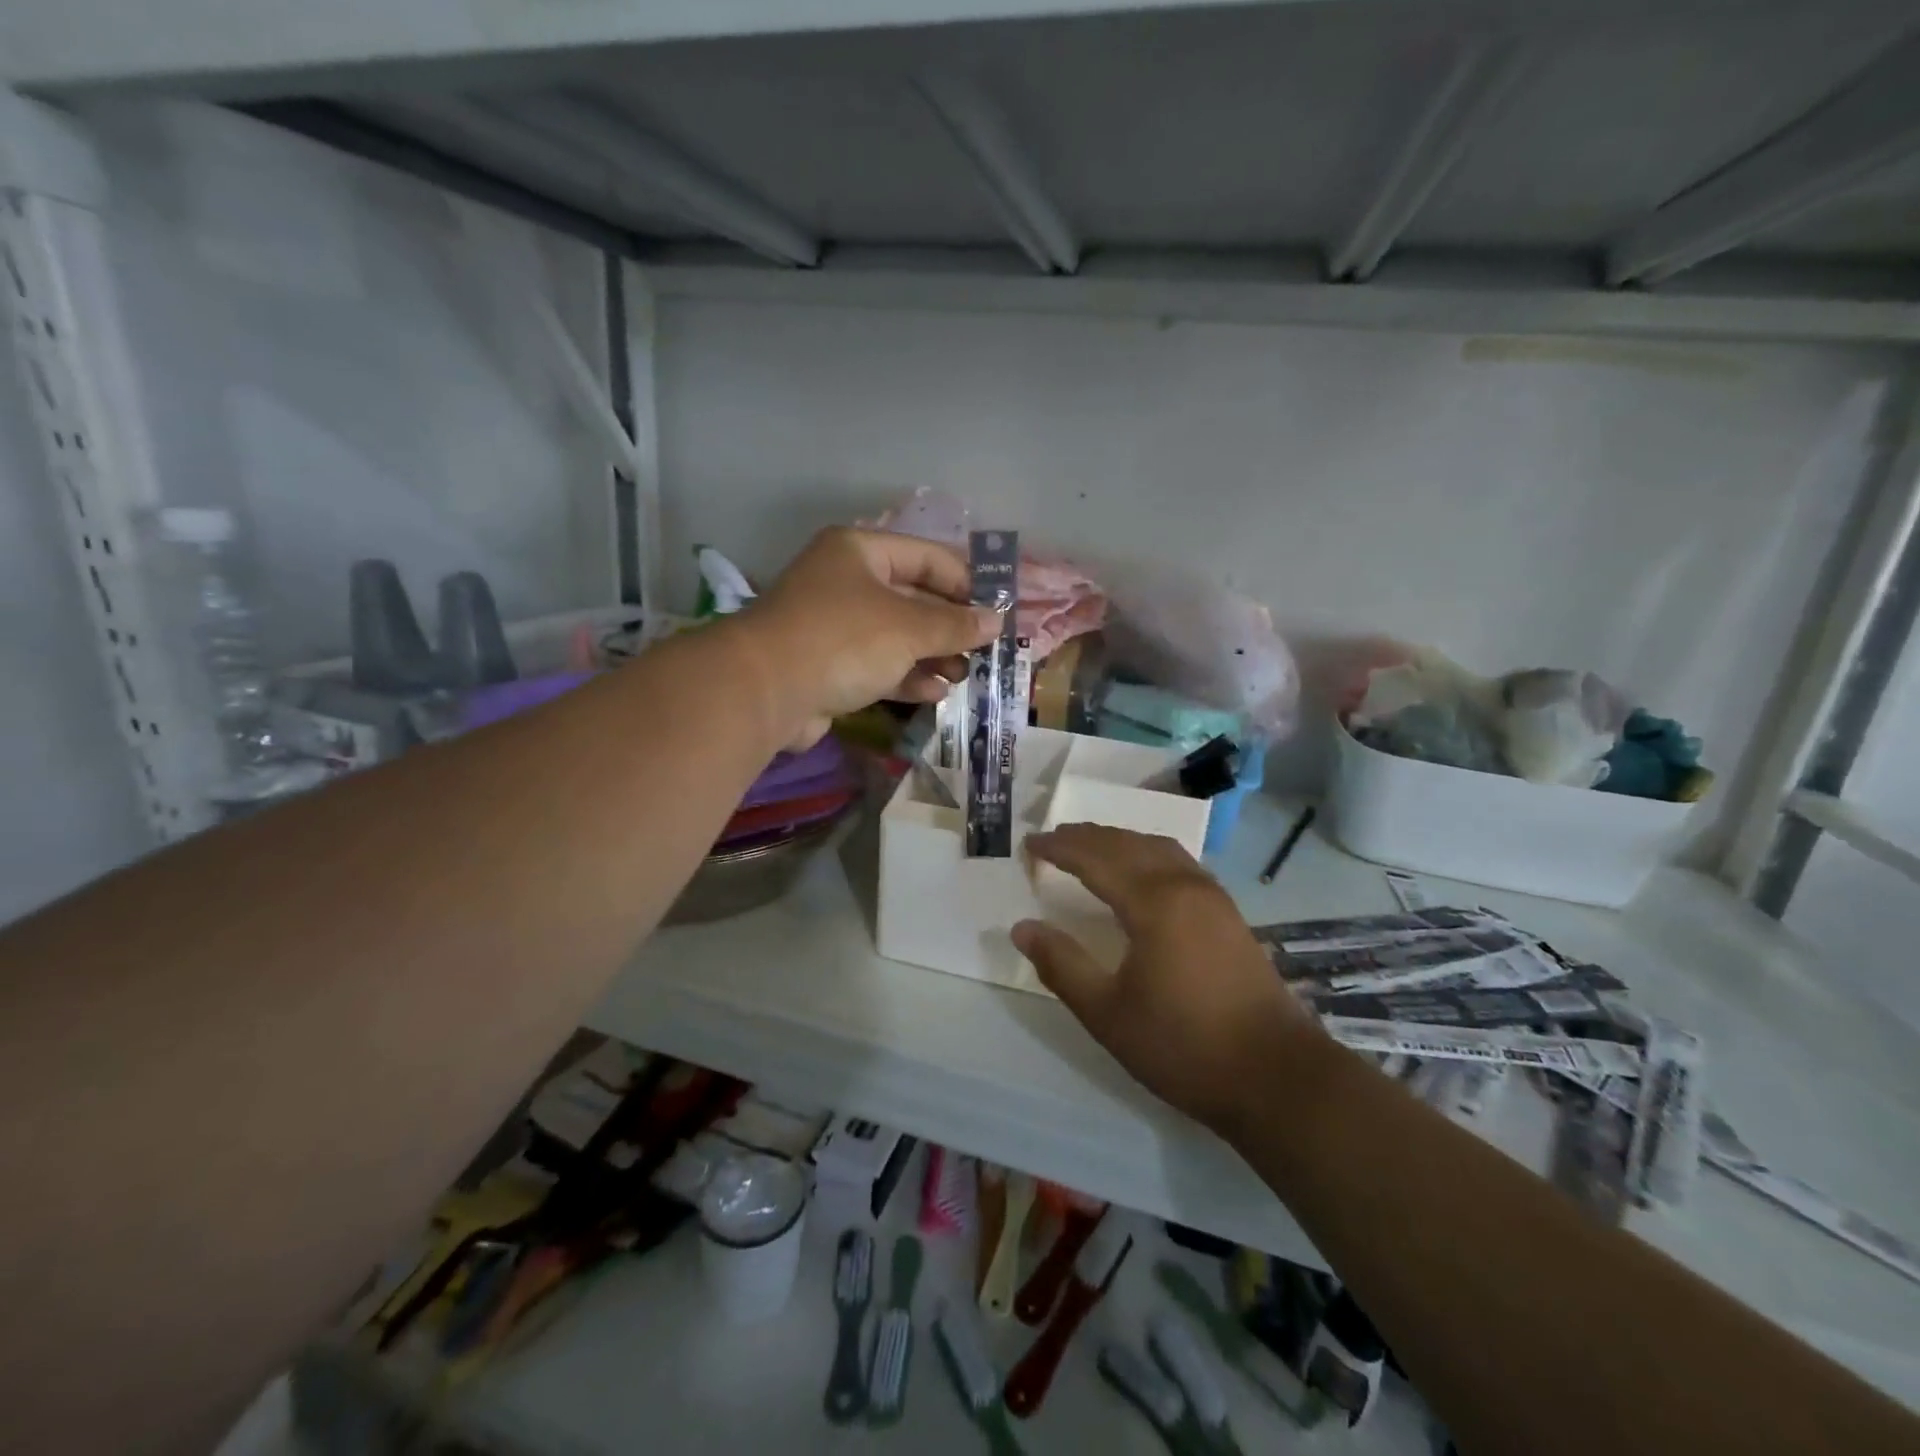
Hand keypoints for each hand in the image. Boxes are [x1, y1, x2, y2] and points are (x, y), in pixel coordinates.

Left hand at [741, 528, 1001, 748]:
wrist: (764, 691)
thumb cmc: (843, 640)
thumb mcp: (908, 627)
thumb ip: (955, 624)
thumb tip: (995, 621)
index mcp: (860, 552)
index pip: (929, 557)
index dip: (968, 582)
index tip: (1001, 608)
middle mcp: (846, 583)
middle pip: (914, 599)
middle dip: (952, 626)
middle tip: (988, 648)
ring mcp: (835, 627)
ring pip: (897, 637)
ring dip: (933, 655)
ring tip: (967, 674)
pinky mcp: (828, 667)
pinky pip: (878, 666)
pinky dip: (907, 677)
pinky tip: (937, 692)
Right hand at [1013, 825, 1323, 1134]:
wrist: (1276, 1076)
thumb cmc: (1183, 1046)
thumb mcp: (1108, 1013)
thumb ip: (1062, 965)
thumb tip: (1023, 928)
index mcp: (1154, 902)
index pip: (1096, 858)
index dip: (1059, 847)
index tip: (1030, 844)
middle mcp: (1184, 885)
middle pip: (1127, 844)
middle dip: (1086, 837)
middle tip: (1052, 839)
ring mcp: (1213, 897)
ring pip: (1158, 848)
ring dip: (1119, 840)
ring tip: (1090, 847)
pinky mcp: (1229, 914)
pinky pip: (1179, 862)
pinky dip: (1147, 853)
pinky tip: (1142, 872)